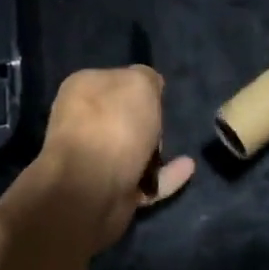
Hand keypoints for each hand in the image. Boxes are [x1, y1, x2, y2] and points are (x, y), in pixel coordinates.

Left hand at [34, 66, 193, 251]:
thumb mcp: (139, 83)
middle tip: (164, 124)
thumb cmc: (114, 124)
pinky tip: (187, 168)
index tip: (159, 95)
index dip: (139, 86)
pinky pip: (143, 179)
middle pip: (121, 118)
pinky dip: (165, 175)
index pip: (113, 80)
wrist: (91, 187)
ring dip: (155, 150)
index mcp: (81, 89)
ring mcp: (92, 160)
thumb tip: (149, 85)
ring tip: (177, 149)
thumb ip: (147, 78)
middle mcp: (81, 122)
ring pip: (131, 150)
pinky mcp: (107, 190)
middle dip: (146, 122)